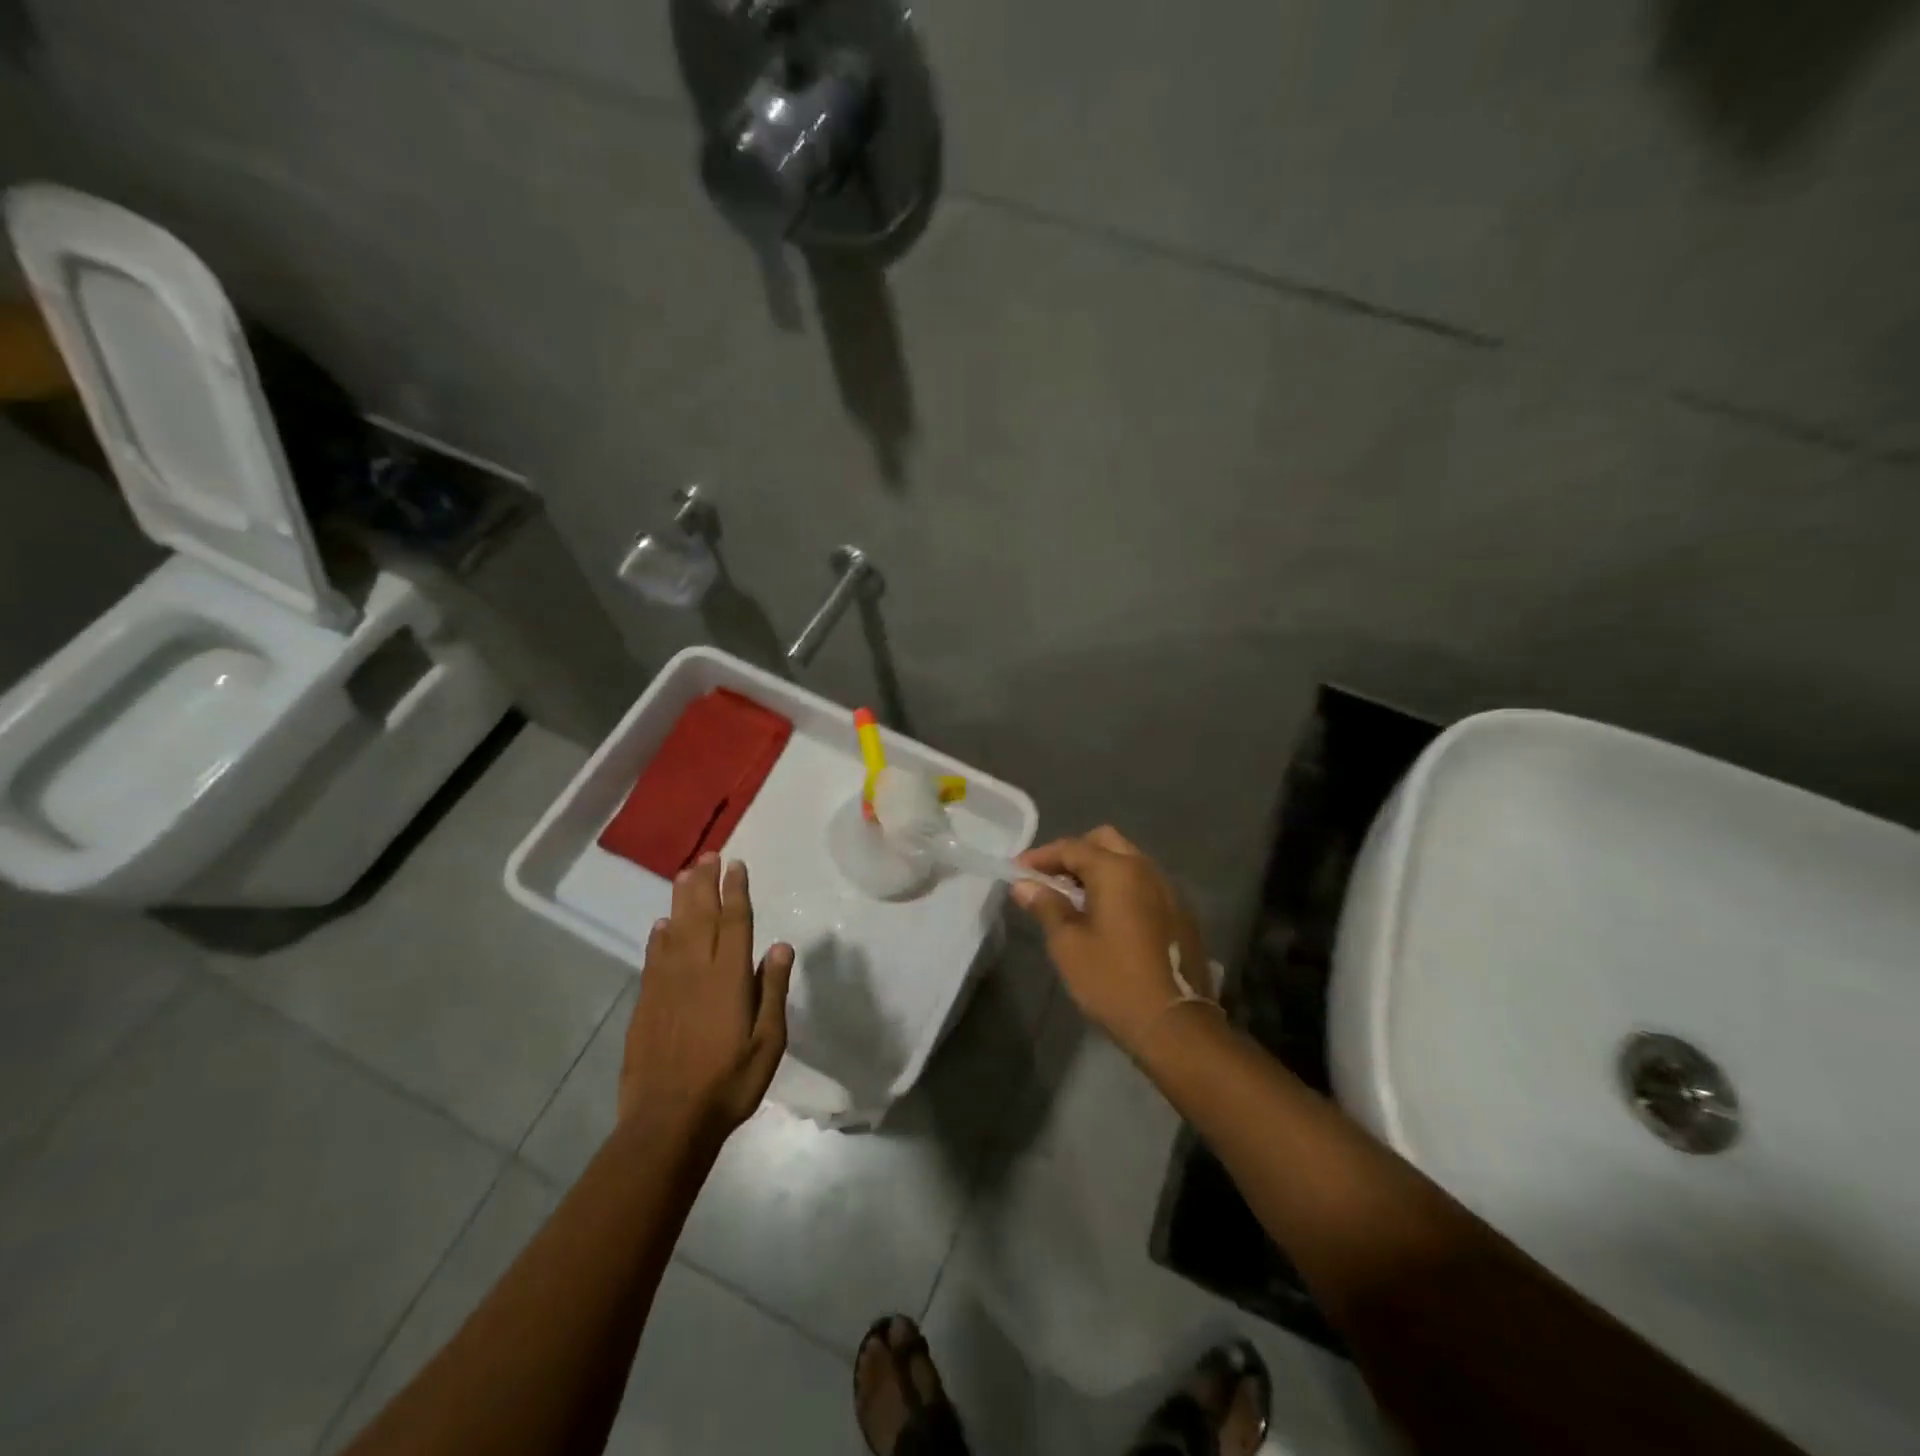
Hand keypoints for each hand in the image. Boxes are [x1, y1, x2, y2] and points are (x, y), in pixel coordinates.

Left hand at [619, 854, 795, 1144]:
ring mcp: (666, 986)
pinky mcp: (646, 1003)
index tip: (736, 865)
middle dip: (706, 883)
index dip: (735, 891)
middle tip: (709, 855)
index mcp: (729, 978)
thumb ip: (772, 990)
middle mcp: (696, 971)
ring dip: (681, 900)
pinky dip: (658, 937)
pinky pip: (653, 958)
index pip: (734, 922)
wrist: (668, 1122)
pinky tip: (661, 925)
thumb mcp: (768, 1042)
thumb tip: (779, 946)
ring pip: (675, 931)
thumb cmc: (729, 1083)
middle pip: (701, 916)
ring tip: (686, 874)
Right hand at [1012, 827, 1211, 1053]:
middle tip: (1049, 878)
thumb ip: (1046, 906)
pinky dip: (1121, 887)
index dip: (1040, 856)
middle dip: (1074, 854)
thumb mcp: (1068, 945)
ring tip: (1074, 898)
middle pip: (1105, 843)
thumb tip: (1023, 884)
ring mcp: (1169, 890)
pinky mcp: (1181, 914)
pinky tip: (1106, 916)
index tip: (1017, 870)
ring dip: (1099, 870)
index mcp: (1117, 870)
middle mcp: (1146, 869)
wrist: (1175, 1026)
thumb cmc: (1113, 981)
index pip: (1072, 847)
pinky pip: (1144, 884)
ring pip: (1128, 862)